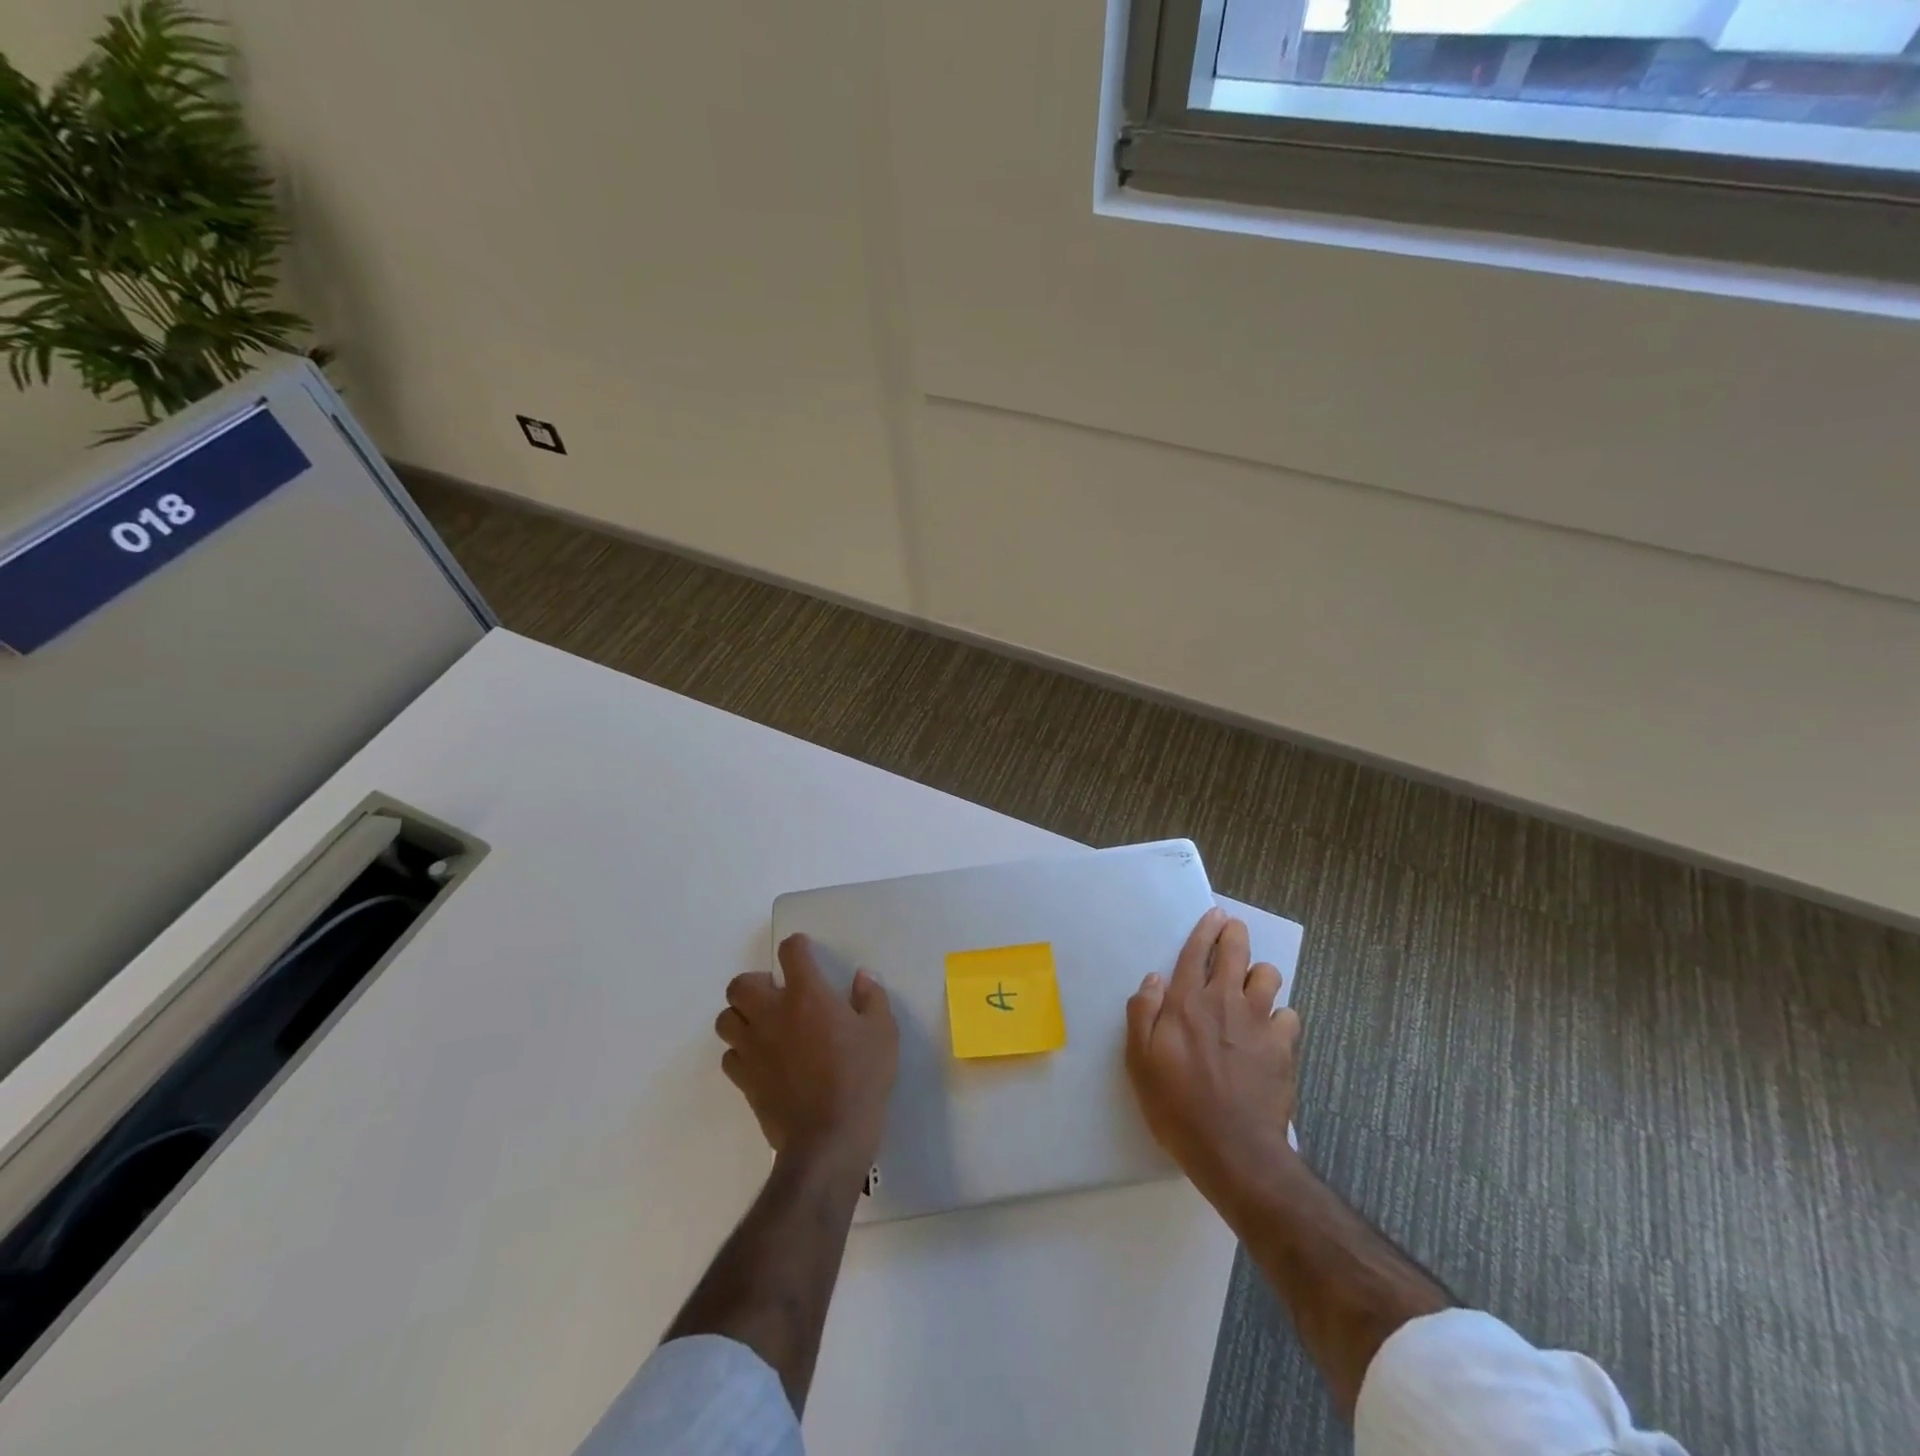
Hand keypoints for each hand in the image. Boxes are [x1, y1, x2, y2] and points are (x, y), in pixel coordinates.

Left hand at [717, 934, 898, 1179]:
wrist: (828, 1140)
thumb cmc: (860, 1079)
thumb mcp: (883, 1033)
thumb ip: (871, 998)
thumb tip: (861, 977)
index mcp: (807, 995)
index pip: (790, 952)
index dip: (797, 947)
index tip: (805, 953)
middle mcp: (772, 1013)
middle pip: (741, 984)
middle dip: (756, 983)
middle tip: (778, 995)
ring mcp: (753, 1047)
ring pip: (726, 1018)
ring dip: (742, 1017)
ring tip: (764, 1026)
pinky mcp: (743, 1080)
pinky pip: (729, 1055)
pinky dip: (741, 1052)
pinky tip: (762, 1060)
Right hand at [1126, 907, 1298, 1208]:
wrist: (1232, 1149)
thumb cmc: (1176, 1105)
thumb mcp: (1139, 1061)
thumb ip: (1142, 1013)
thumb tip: (1153, 980)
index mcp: (1186, 1002)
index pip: (1196, 952)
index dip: (1206, 929)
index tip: (1215, 914)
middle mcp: (1224, 1001)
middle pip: (1236, 951)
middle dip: (1235, 934)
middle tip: (1233, 930)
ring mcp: (1258, 1022)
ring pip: (1268, 976)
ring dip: (1259, 975)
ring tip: (1252, 986)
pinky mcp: (1284, 1047)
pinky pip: (1289, 1016)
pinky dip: (1280, 1017)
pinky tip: (1271, 1030)